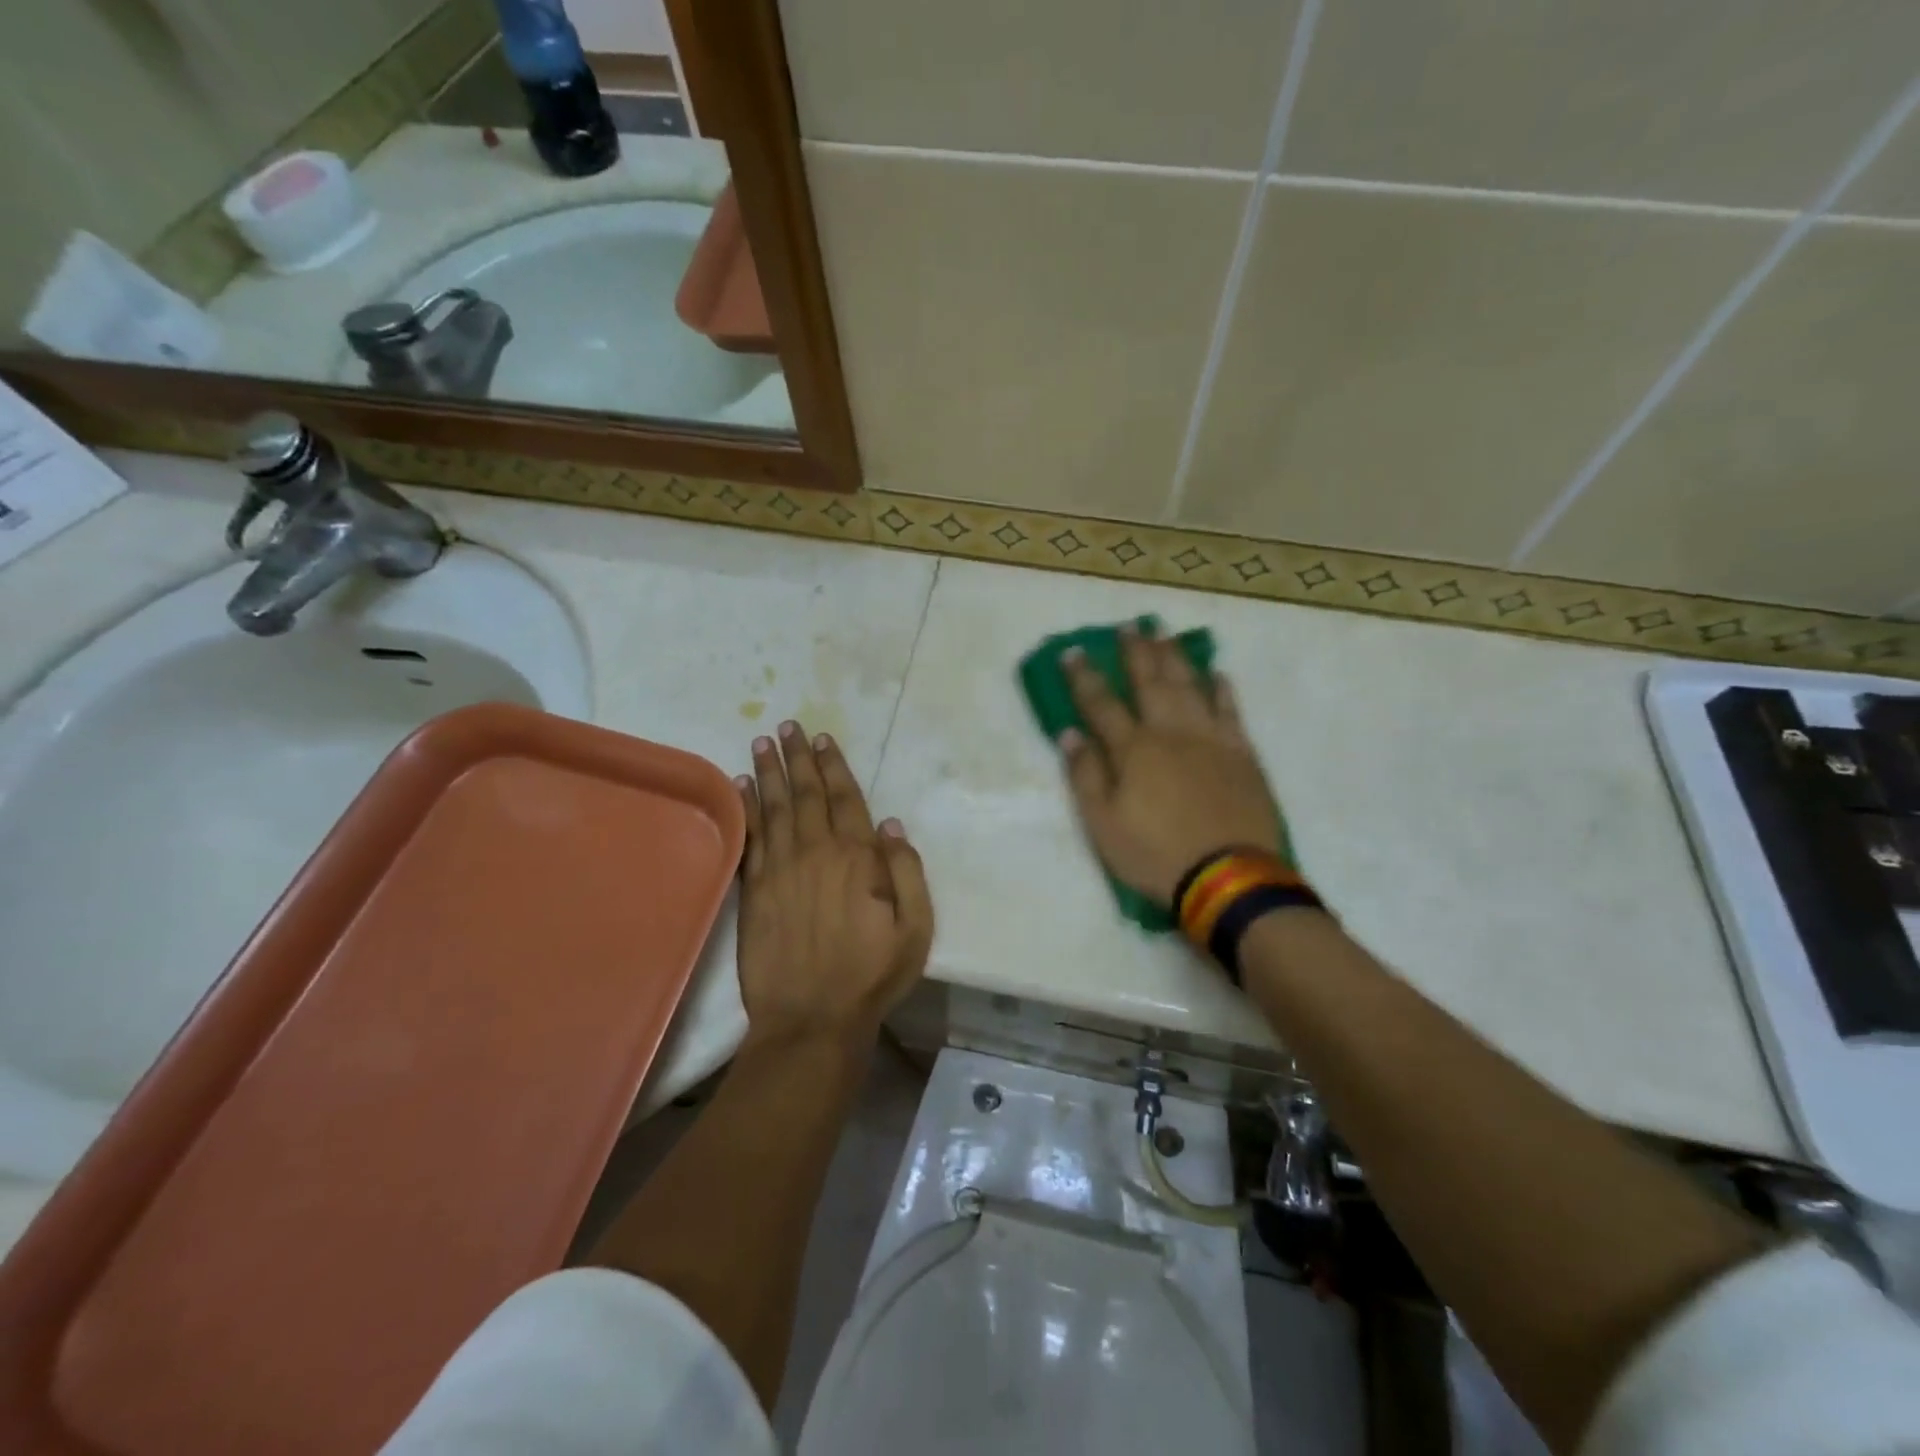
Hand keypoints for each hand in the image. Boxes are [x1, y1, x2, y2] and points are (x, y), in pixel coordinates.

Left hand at [735, 721, 933, 1045]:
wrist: (811, 1020)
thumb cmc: (871, 976)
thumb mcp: (915, 929)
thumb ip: (907, 872)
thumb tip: (891, 825)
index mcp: (857, 859)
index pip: (845, 800)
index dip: (834, 767)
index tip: (823, 739)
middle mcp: (815, 853)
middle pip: (806, 795)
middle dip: (797, 758)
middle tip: (787, 726)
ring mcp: (779, 871)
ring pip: (775, 809)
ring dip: (768, 773)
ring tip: (762, 743)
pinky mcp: (753, 892)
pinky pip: (750, 839)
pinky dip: (746, 809)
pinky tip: (740, 788)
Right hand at [1059, 626, 1283, 903]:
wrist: (1228, 876)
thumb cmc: (1155, 854)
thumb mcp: (1103, 824)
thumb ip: (1085, 775)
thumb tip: (1069, 734)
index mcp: (1133, 750)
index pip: (1101, 704)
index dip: (1084, 677)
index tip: (1072, 651)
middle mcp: (1171, 732)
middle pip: (1150, 682)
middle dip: (1136, 652)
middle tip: (1129, 625)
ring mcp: (1211, 739)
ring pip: (1190, 686)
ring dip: (1175, 657)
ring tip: (1165, 633)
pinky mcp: (1242, 753)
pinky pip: (1231, 710)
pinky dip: (1222, 689)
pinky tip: (1217, 673)